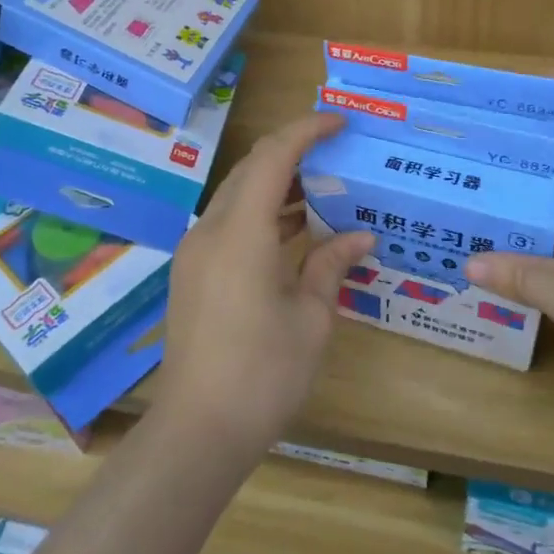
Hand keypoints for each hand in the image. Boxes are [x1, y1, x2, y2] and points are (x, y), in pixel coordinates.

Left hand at [153, 112, 373, 458]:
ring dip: (276, 185)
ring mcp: (196, 252)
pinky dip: (261, 214)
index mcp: (241, 233)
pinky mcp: (193, 273)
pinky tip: (293, 230)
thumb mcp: (311, 319)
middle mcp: (211, 231)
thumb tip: (360, 238)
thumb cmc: (263, 374)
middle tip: (336, 154)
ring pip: (237, 196)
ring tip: (323, 188)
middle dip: (292, 153)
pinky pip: (229, 224)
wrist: (198, 430)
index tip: (340, 123)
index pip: (272, 157)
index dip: (306, 130)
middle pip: (250, 170)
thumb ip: (331, 266)